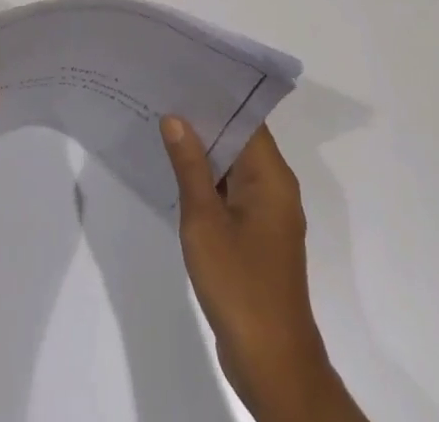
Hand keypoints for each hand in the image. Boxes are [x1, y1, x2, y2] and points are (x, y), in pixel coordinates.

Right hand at [162, 117, 360, 421]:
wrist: (272, 364)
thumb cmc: (240, 285)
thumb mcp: (205, 221)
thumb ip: (189, 166)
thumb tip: (175, 118)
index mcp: (271, 176)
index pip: (246, 118)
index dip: (216, 95)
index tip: (183, 74)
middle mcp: (275, 187)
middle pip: (240, 138)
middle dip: (204, 120)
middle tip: (164, 95)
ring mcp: (267, 214)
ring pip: (234, 166)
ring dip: (204, 151)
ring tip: (163, 125)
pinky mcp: (257, 237)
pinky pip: (232, 192)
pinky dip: (208, 180)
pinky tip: (177, 173)